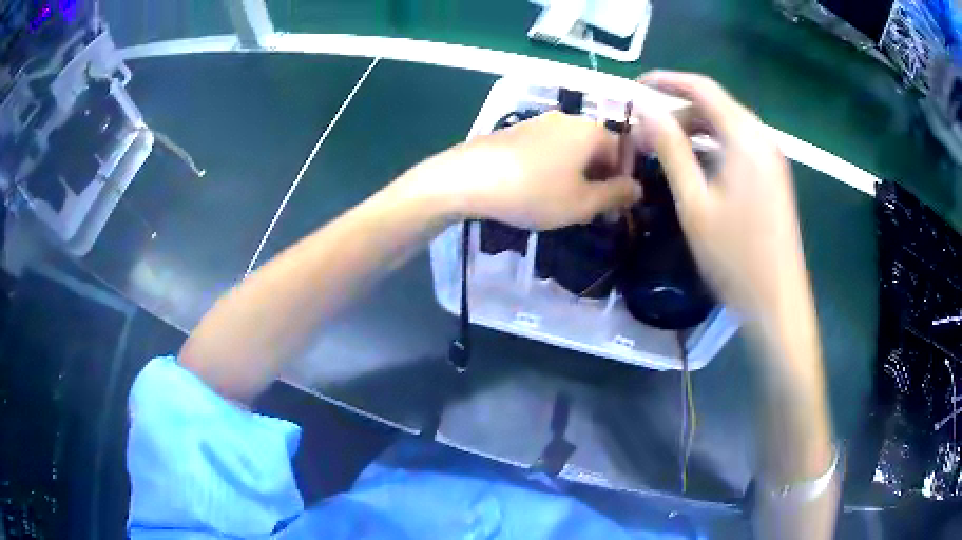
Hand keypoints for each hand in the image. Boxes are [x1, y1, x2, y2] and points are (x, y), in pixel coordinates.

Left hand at [413, 111, 641, 229]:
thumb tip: (637, 188)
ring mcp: (540, 122)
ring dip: (578, 176)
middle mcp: (568, 119)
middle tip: (591, 211)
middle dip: (601, 180)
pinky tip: (539, 190)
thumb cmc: (534, 192)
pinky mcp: (517, 131)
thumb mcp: (582, 203)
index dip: (625, 182)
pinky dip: (555, 169)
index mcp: (591, 131)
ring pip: (573, 151)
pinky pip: (549, 150)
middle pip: (598, 149)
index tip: (615, 210)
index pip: (624, 152)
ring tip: (565, 204)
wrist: (469, 178)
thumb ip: (616, 195)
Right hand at [633, 72, 809, 326]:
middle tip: (646, 134)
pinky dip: (714, 147)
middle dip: (679, 112)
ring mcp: (772, 159)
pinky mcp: (774, 178)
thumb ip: (671, 149)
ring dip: (695, 131)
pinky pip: (739, 147)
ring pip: (728, 127)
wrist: (777, 302)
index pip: (702, 88)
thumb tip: (644, 109)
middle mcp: (762, 139)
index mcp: (745, 138)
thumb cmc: (735, 256)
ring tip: (665, 151)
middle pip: (716, 106)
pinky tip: (696, 168)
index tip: (635, 87)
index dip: (666, 81)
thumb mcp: (694, 202)